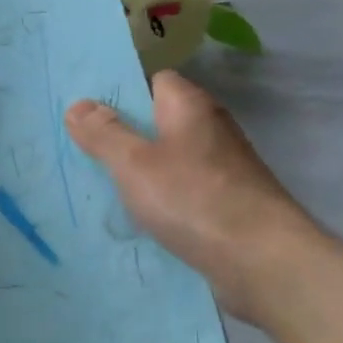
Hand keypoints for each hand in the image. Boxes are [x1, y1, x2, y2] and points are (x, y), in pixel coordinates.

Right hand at [66, 73, 320, 323]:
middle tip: (79, 149)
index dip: (120, 91)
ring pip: (168, 159)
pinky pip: (180, 191)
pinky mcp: (225, 204)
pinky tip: (135, 217)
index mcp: (190, 107)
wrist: (263, 262)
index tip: (85, 111)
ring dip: (138, 171)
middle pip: (158, 121)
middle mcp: (210, 130)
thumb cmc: (194, 199)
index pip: (153, 80)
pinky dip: (159, 199)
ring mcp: (221, 169)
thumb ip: (104, 133)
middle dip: (122, 134)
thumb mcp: (134, 163)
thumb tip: (78, 106)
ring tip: (97, 184)